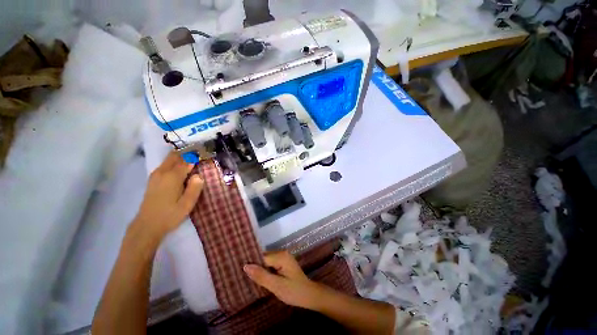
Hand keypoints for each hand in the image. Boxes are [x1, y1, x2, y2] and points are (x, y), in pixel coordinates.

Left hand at [132, 151, 203, 242]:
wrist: (147, 225)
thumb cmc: (170, 215)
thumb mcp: (187, 204)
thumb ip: (195, 188)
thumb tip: (199, 175)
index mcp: (172, 177)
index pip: (186, 160)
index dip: (196, 155)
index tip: (205, 152)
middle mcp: (162, 172)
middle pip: (175, 156)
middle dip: (187, 152)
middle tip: (200, 153)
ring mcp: (156, 175)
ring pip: (169, 160)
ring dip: (181, 156)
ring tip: (193, 157)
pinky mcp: (153, 180)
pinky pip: (165, 165)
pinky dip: (174, 162)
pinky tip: (181, 166)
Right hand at [243, 251, 320, 309]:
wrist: (308, 295)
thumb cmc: (293, 291)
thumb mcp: (276, 286)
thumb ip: (261, 276)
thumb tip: (246, 266)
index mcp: (281, 256)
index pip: (262, 257)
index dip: (252, 265)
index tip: (240, 271)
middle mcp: (282, 253)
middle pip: (264, 258)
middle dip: (255, 267)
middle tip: (243, 276)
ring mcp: (283, 257)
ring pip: (266, 261)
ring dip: (259, 269)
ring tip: (248, 278)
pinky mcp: (283, 263)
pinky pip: (270, 264)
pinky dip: (265, 271)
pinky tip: (259, 278)